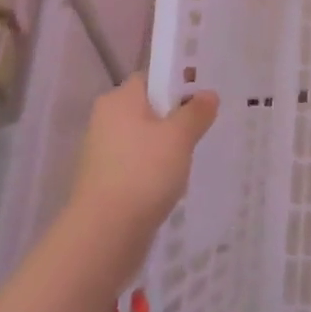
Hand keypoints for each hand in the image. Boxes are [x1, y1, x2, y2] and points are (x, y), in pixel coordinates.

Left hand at [68, 76, 217, 268]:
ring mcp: (103, 153)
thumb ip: (196, 112)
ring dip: (167, 147)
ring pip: (144, 139)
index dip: (178, 82)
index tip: (203, 96)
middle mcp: (106, 120)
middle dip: (176, 118)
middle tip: (205, 128)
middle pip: (149, 108)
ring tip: (193, 158)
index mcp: (119, 100)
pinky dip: (155, 170)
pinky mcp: (106, 181)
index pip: (152, 78)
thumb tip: (207, 95)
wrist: (105, 234)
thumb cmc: (143, 172)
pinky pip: (138, 164)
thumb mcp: (179, 137)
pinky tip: (173, 183)